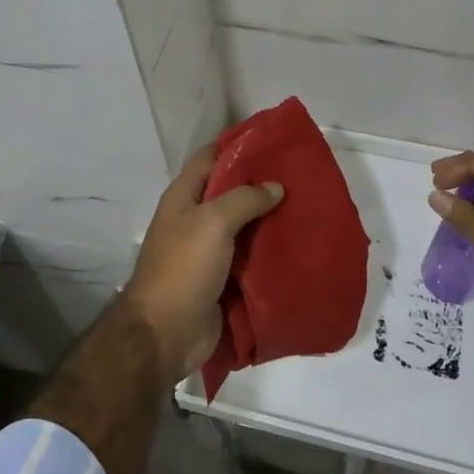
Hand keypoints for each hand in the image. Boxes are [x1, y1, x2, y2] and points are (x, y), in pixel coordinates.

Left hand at [124, 143, 284, 379]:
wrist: (166, 332)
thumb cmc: (183, 268)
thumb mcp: (213, 222)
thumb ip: (244, 199)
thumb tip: (275, 186)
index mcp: (184, 197)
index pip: (211, 158)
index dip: (237, 146)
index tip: (273, 141)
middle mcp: (195, 218)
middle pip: (230, 192)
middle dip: (261, 184)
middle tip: (300, 177)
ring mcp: (208, 250)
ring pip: (244, 225)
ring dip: (269, 219)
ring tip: (306, 207)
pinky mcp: (222, 278)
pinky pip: (249, 256)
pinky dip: (269, 250)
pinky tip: (297, 244)